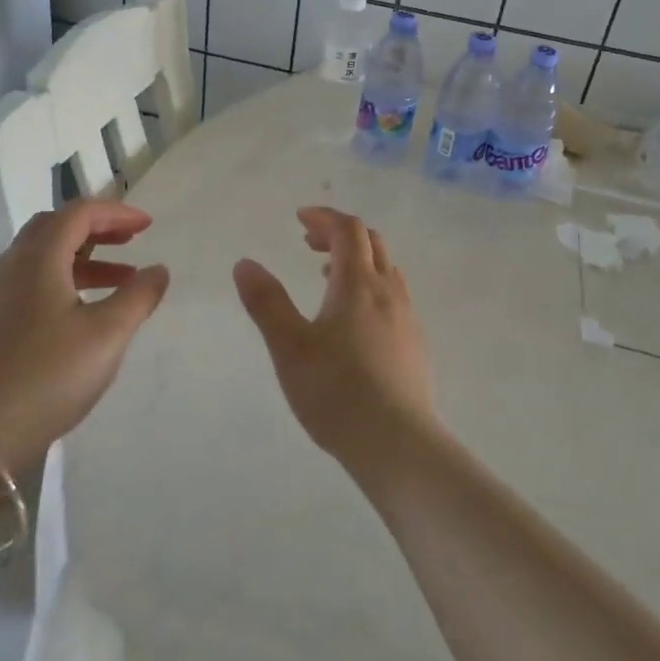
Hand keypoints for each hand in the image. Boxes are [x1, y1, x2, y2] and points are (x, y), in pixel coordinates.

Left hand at [0, 200, 170, 472]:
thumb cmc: (52, 375)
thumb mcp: (108, 334)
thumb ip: (138, 296)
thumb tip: (158, 269)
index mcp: (38, 259)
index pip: (79, 213)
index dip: (117, 212)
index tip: (148, 226)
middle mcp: (11, 265)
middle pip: (56, 226)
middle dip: (97, 228)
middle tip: (130, 240)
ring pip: (43, 255)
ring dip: (84, 256)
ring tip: (121, 279)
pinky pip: (32, 280)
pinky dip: (64, 278)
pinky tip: (84, 309)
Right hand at [232, 207, 438, 475]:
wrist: (396, 443)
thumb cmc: (336, 391)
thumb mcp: (289, 347)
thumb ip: (266, 302)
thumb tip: (245, 263)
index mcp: (358, 284)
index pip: (347, 230)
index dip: (324, 217)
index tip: (299, 218)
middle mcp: (388, 292)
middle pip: (372, 242)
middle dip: (339, 234)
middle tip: (308, 243)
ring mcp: (407, 318)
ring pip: (386, 270)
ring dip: (357, 260)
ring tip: (326, 277)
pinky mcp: (414, 344)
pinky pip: (393, 296)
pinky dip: (370, 286)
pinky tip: (353, 320)